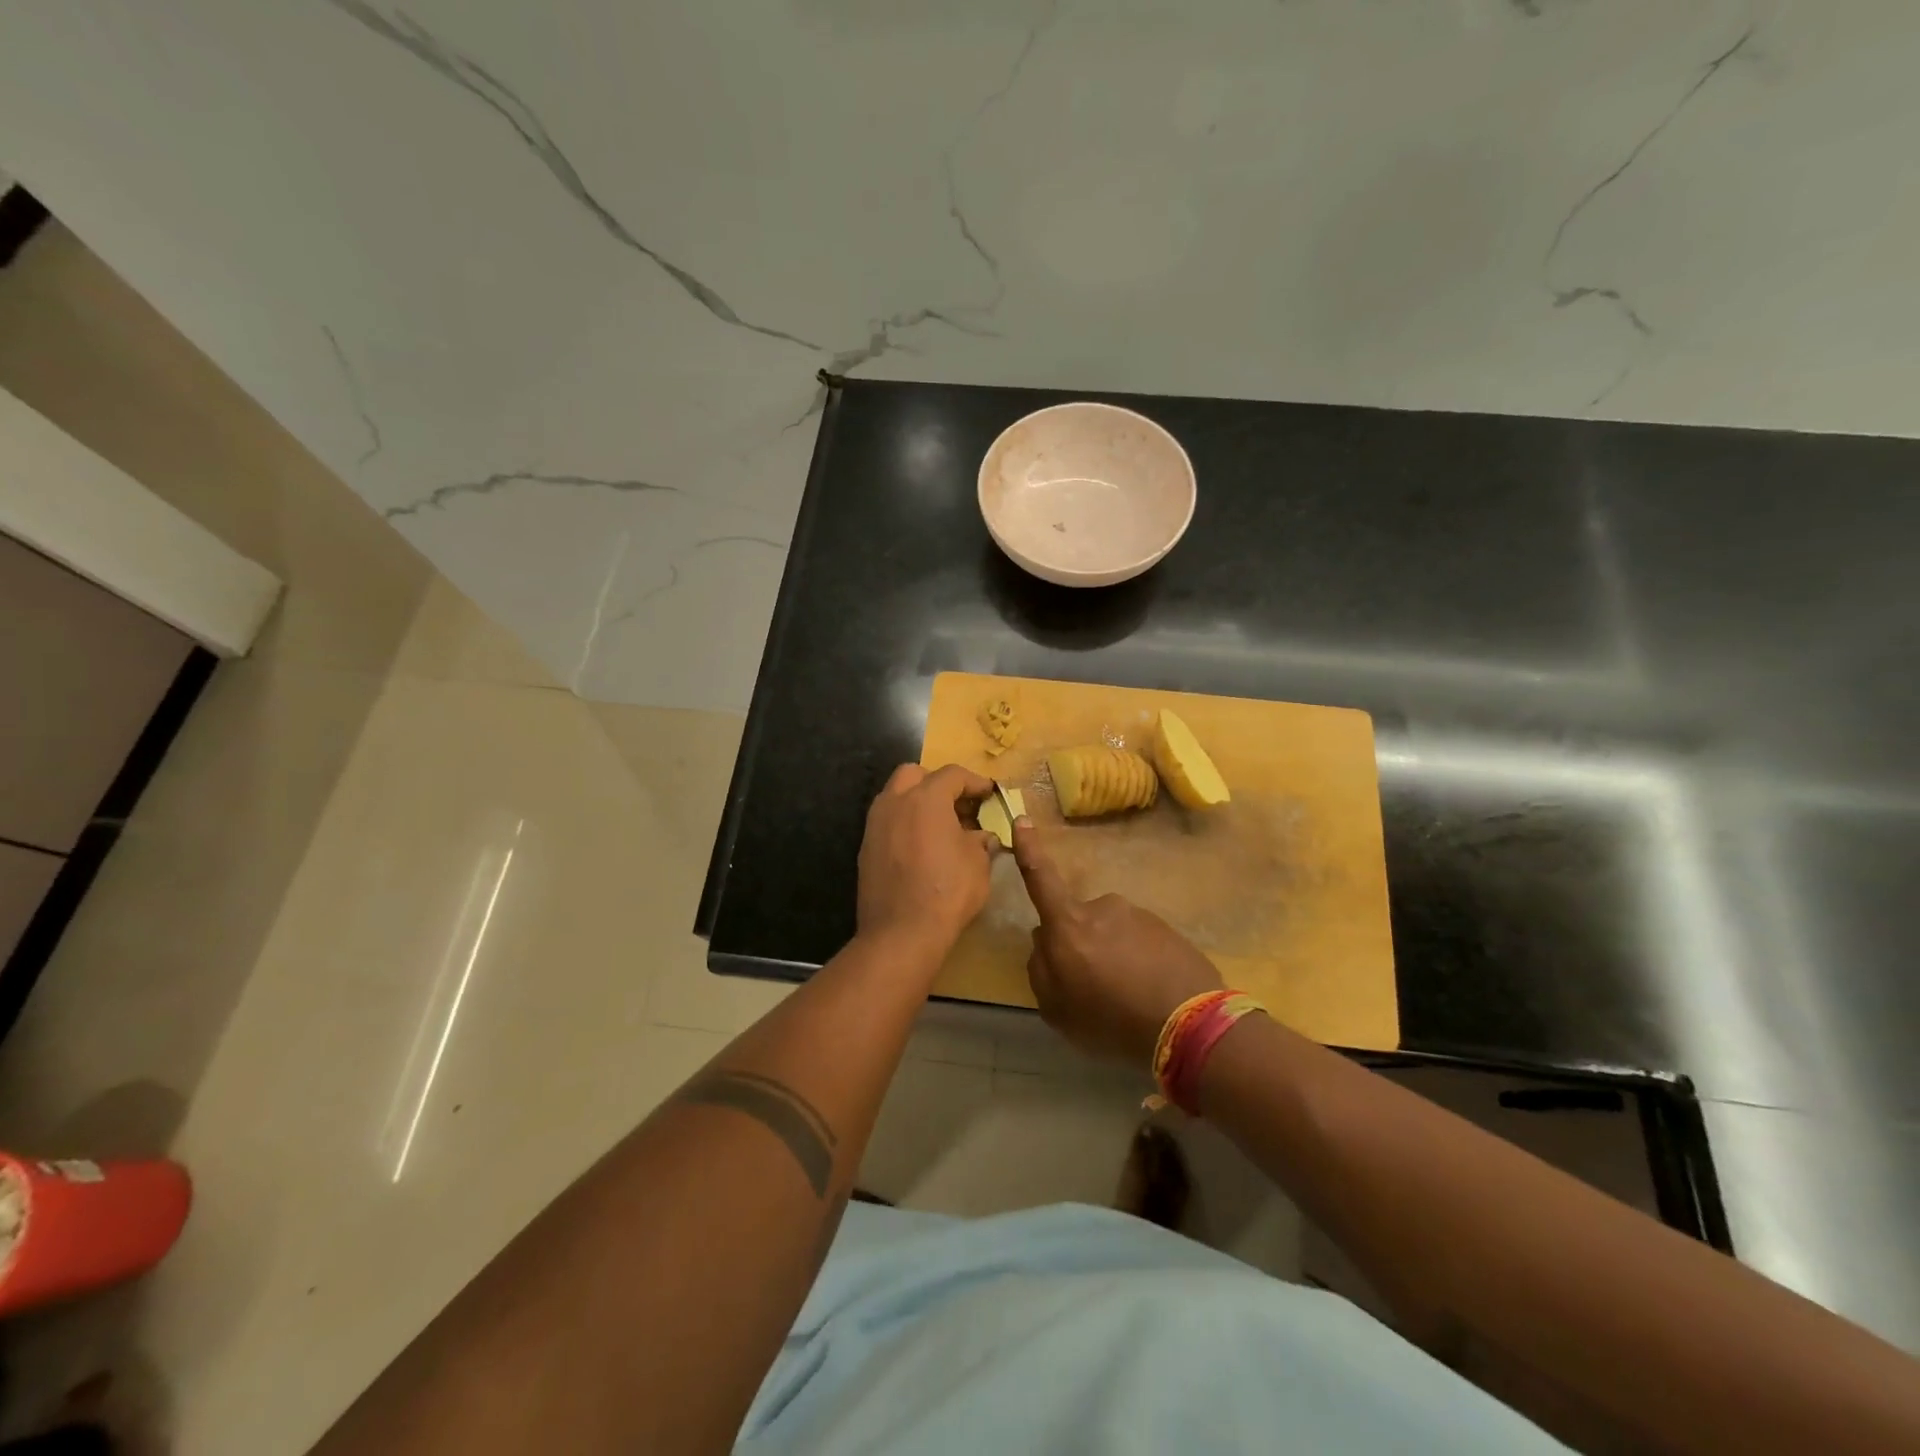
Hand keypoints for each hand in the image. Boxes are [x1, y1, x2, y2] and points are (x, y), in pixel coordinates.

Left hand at [856, 763, 998, 959]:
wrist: (901, 933)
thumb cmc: (947, 892)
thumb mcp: (978, 864)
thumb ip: (981, 841)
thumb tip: (982, 836)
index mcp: (926, 798)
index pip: (953, 774)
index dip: (975, 781)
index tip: (989, 794)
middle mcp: (895, 802)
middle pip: (915, 775)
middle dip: (938, 783)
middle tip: (958, 804)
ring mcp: (875, 825)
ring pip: (895, 796)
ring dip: (918, 802)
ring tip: (940, 826)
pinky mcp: (866, 848)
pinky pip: (887, 822)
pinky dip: (905, 824)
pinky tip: (921, 847)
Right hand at [1012, 817, 1222, 1065]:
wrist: (1190, 1025)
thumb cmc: (1112, 1020)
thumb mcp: (1057, 1010)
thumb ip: (1040, 970)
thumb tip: (1043, 942)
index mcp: (1069, 925)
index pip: (1041, 880)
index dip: (1029, 850)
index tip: (1021, 819)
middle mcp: (1102, 908)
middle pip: (1078, 921)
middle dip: (1081, 944)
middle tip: (1093, 987)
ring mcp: (1137, 915)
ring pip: (1111, 932)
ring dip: (1112, 955)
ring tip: (1127, 996)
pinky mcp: (1165, 928)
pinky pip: (1140, 941)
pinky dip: (1139, 961)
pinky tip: (1149, 991)